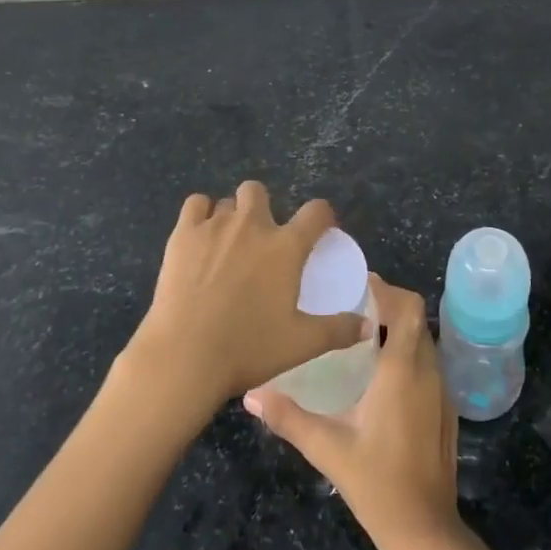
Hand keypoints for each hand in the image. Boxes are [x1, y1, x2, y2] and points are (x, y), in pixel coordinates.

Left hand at [123, 181, 365, 415]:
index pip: (316, 212)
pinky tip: (200, 236)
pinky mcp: (183, 234)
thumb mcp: (301, 344)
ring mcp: (215, 226)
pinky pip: (196, 204)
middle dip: (263, 208)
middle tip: (261, 241)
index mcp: (286, 247)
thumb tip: (367, 326)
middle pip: (260, 192)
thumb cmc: (248, 349)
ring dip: (232, 215)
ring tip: (228, 244)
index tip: (321, 230)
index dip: (323, 216)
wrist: (184, 356)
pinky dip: (201, 214)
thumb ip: (337, 330)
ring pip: (228, 201)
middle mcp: (253, 226)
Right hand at [244, 280, 462, 549]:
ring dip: (398, 329)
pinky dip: (407, 353)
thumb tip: (251, 395)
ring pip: (423, 340)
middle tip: (351, 307)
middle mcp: (427, 371)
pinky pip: (428, 363)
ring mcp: (441, 391)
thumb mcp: (327, 448)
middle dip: (388, 305)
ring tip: (360, 334)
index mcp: (402, 369)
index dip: (386, 289)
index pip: (408, 307)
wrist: (426, 531)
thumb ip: (288, 417)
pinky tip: (380, 374)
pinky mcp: (445, 409)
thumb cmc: (377, 484)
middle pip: (415, 318)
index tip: (356, 285)